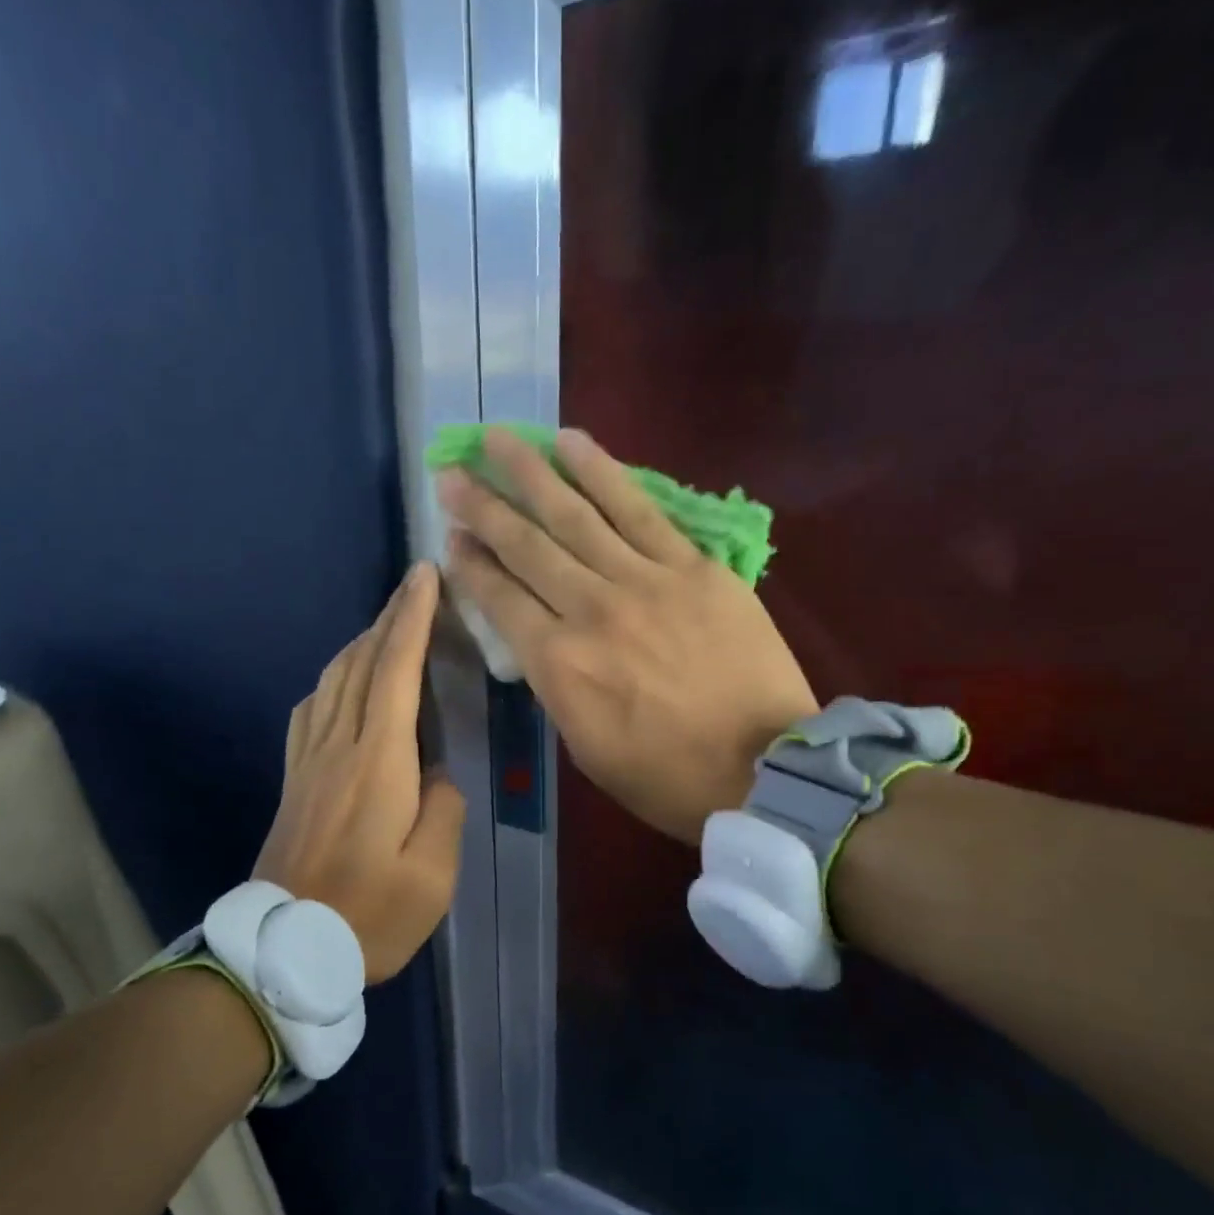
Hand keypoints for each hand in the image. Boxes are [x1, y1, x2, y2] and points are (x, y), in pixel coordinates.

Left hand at [254, 562, 465, 982]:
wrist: (285, 950)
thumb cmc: (369, 915)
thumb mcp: (431, 874)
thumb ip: (444, 811)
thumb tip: (435, 776)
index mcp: (377, 764)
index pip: (394, 672)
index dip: (410, 620)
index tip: (423, 577)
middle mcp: (338, 749)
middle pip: (359, 665)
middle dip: (388, 619)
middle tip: (413, 588)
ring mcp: (308, 763)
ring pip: (332, 682)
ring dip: (360, 644)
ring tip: (386, 627)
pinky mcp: (294, 781)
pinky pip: (310, 711)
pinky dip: (332, 679)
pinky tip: (340, 682)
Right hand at [440, 428, 816, 843]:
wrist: (763, 770)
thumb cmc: (665, 777)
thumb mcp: (585, 747)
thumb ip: (555, 686)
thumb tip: (538, 640)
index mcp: (558, 665)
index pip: (499, 598)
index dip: (470, 563)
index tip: (450, 535)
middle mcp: (589, 610)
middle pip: (525, 546)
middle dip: (482, 506)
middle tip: (452, 473)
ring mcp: (643, 580)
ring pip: (575, 514)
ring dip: (531, 472)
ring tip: (499, 438)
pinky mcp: (692, 566)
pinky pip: (639, 509)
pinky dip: (602, 473)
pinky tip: (572, 443)